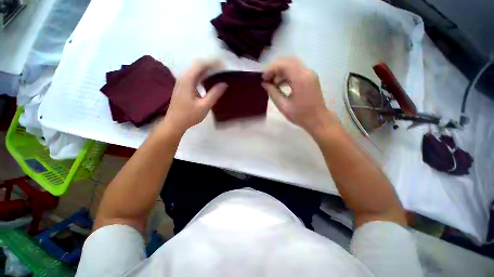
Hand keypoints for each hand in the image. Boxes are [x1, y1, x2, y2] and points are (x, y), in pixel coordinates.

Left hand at [161, 61, 226, 134]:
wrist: (174, 123)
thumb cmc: (189, 116)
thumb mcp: (204, 106)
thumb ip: (214, 94)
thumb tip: (224, 84)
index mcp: (187, 81)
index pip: (200, 65)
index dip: (212, 63)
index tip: (223, 66)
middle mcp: (183, 78)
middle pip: (197, 65)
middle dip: (210, 65)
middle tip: (223, 69)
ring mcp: (182, 82)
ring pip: (196, 71)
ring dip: (207, 70)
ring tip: (219, 73)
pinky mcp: (183, 87)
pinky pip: (194, 77)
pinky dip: (203, 76)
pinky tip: (209, 81)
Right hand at [262, 58, 339, 133]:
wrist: (318, 120)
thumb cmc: (300, 115)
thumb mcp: (283, 106)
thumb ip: (273, 93)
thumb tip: (264, 83)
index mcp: (301, 79)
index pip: (283, 64)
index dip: (271, 69)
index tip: (263, 78)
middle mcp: (307, 72)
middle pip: (288, 61)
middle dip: (274, 68)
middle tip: (266, 78)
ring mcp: (310, 74)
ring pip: (292, 65)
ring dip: (280, 71)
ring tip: (271, 82)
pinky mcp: (310, 77)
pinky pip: (296, 70)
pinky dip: (286, 74)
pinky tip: (280, 83)